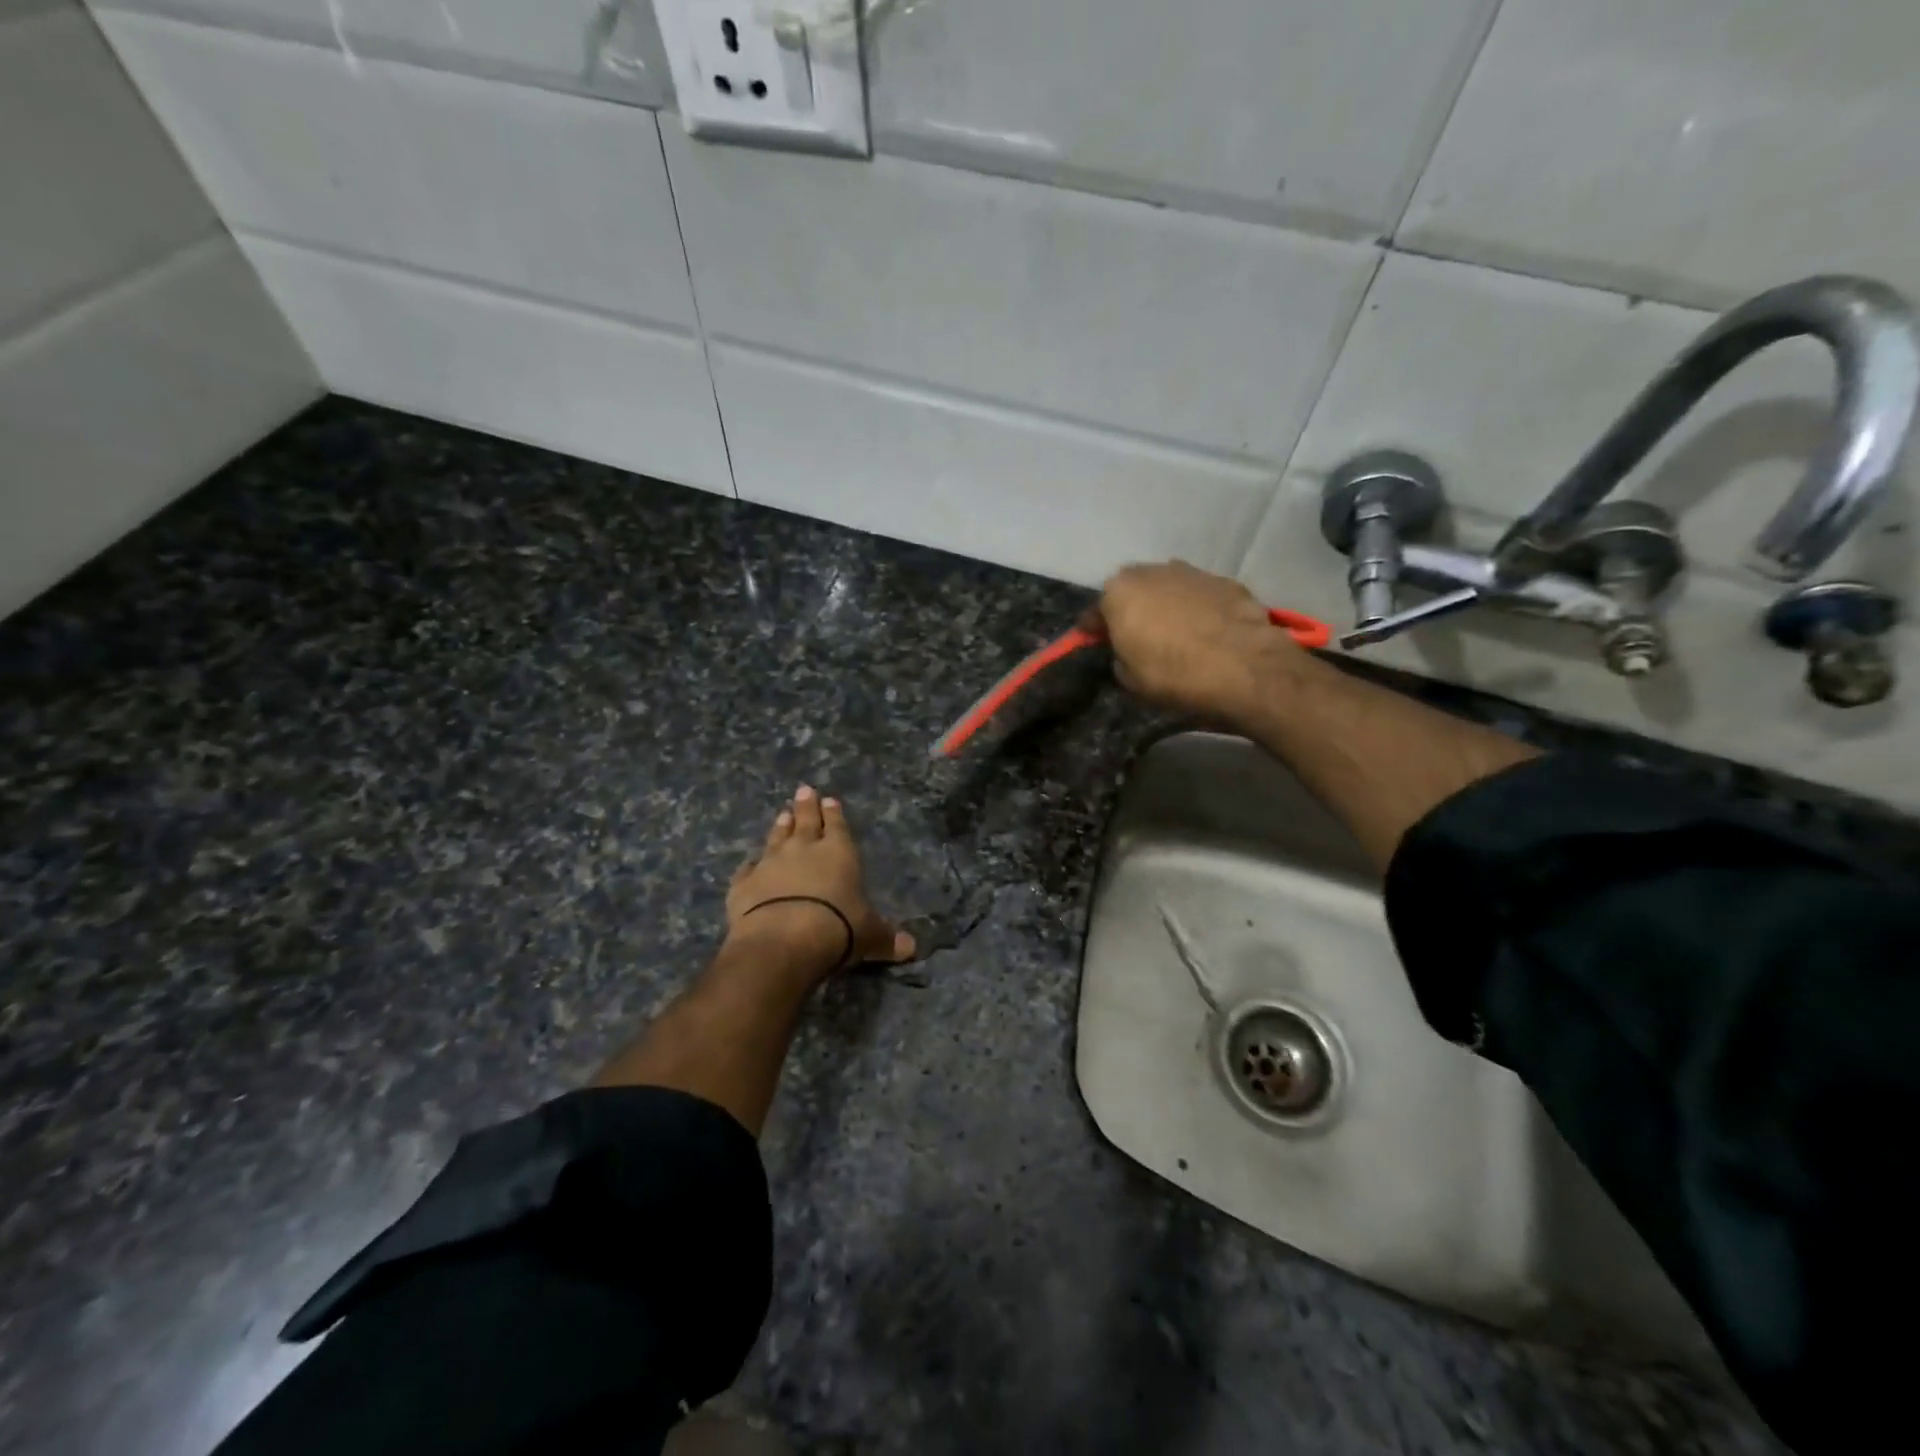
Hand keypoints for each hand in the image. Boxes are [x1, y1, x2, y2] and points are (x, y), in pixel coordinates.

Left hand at [727, 786, 914, 979]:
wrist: (783, 940)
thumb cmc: (837, 928)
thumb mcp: (870, 935)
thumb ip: (887, 937)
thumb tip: (911, 948)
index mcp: (838, 852)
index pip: (837, 825)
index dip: (834, 813)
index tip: (829, 800)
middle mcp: (803, 849)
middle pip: (805, 821)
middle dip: (806, 806)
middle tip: (803, 790)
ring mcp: (770, 863)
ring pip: (776, 838)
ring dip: (780, 827)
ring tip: (782, 814)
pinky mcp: (744, 883)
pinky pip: (747, 869)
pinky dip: (749, 866)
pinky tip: (748, 864)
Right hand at [1088, 561, 1299, 720]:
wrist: (1244, 667)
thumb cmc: (1173, 674)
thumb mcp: (1129, 678)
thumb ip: (1120, 655)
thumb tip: (1128, 650)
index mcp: (1119, 592)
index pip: (1095, 611)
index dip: (1094, 629)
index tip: (1095, 641)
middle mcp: (1152, 571)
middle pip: (1133, 590)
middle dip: (1132, 608)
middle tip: (1137, 634)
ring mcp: (1192, 572)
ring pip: (1168, 587)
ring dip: (1166, 604)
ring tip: (1174, 631)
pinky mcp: (1226, 581)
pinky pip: (1200, 595)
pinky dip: (1198, 608)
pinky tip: (1205, 630)